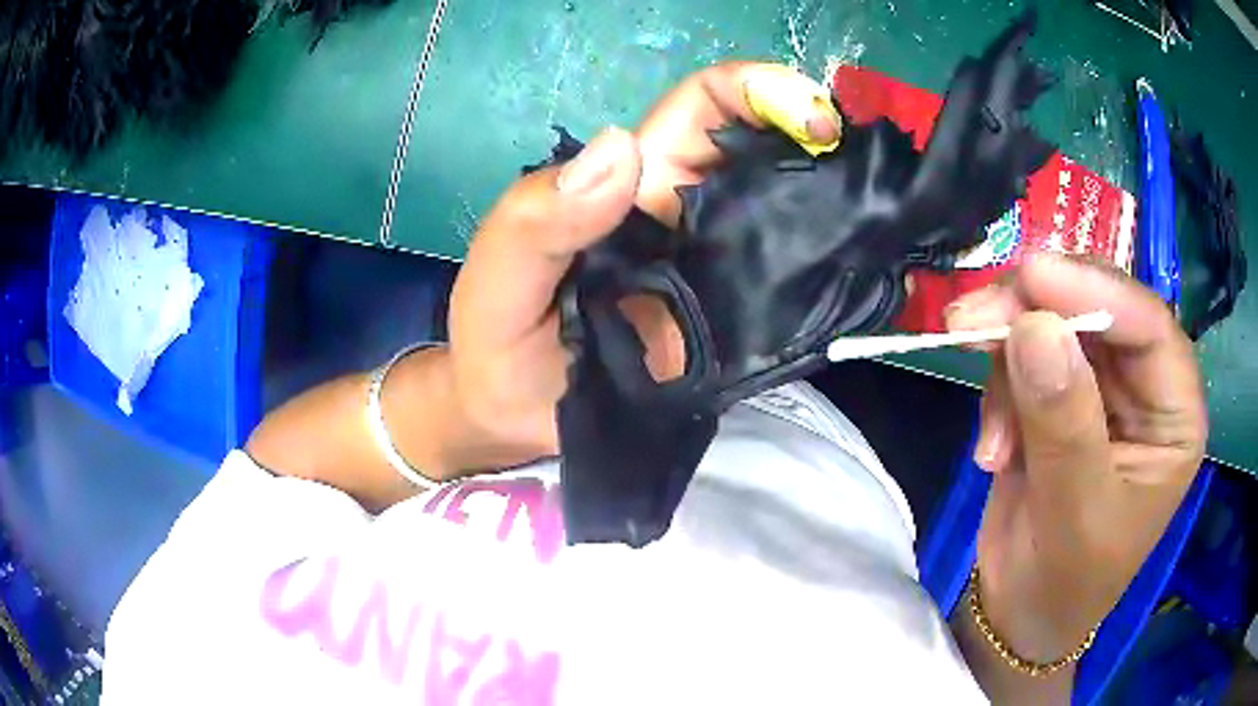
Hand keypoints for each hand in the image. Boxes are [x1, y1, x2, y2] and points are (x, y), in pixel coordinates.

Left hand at [446, 63, 841, 463]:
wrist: (507, 418)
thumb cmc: (493, 340)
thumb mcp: (496, 272)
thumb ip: (538, 218)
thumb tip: (621, 151)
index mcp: (635, 184)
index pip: (705, 108)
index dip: (759, 92)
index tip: (814, 117)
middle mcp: (689, 215)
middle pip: (769, 156)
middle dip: (828, 147)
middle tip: (879, 176)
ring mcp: (720, 271)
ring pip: (794, 217)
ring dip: (845, 209)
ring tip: (893, 223)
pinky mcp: (736, 326)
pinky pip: (795, 289)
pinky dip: (836, 279)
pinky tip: (876, 285)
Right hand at [945, 254, 1207, 661]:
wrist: (1021, 612)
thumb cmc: (1065, 582)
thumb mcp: (1073, 515)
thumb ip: (1064, 424)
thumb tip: (1034, 328)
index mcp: (1174, 416)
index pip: (1150, 327)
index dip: (1096, 290)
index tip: (1030, 274)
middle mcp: (1143, 388)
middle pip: (1096, 311)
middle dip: (1036, 312)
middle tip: (973, 317)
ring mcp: (1100, 388)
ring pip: (1052, 325)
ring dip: (1010, 362)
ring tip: (990, 436)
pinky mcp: (1059, 394)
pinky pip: (1024, 356)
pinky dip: (998, 394)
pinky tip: (992, 451)